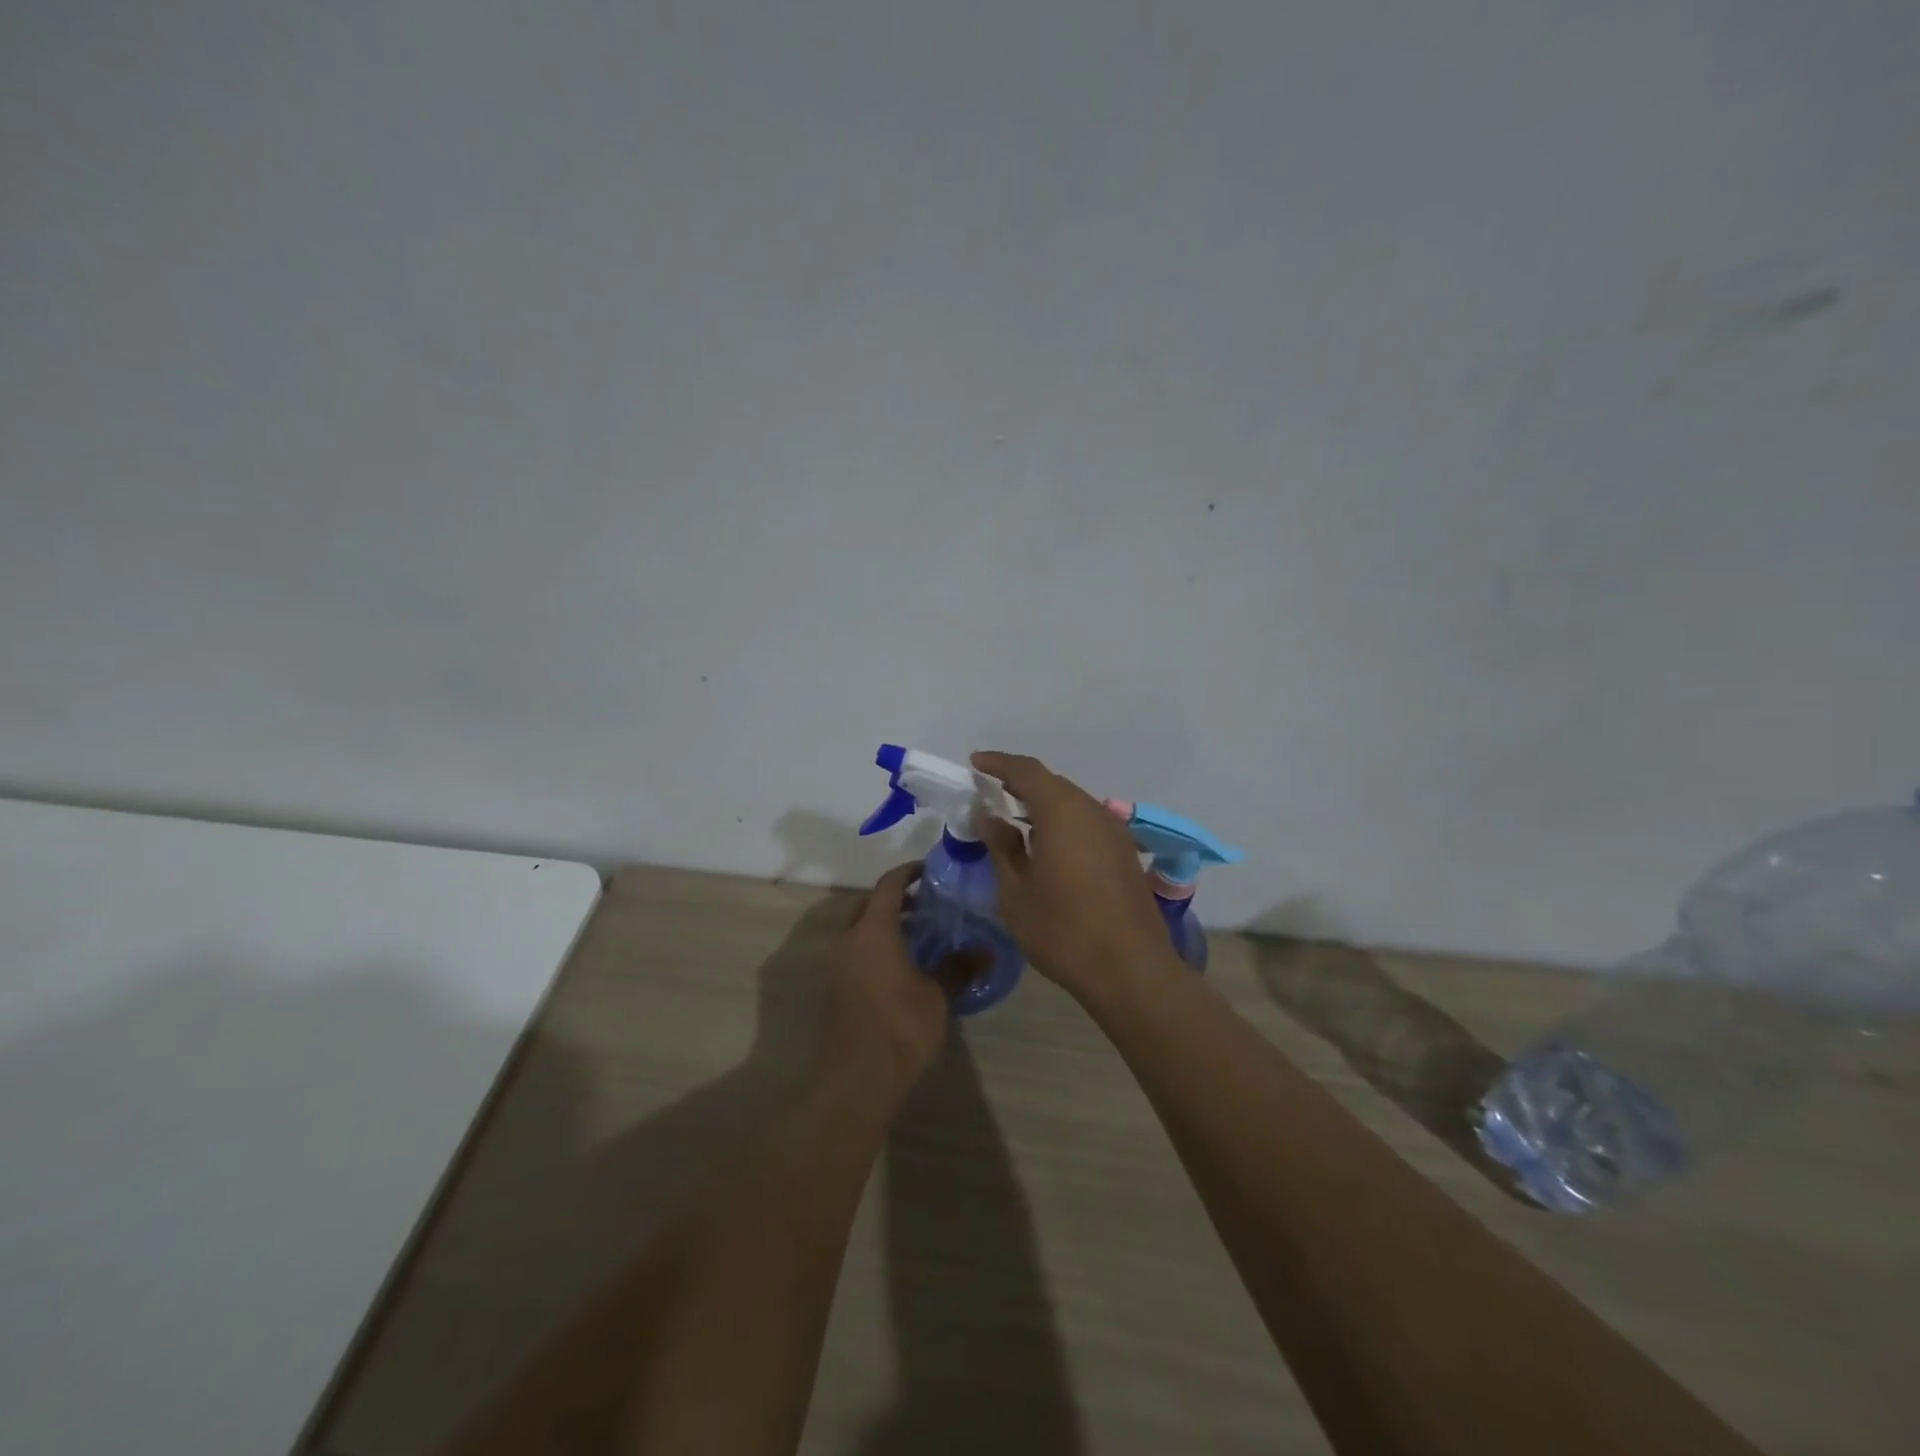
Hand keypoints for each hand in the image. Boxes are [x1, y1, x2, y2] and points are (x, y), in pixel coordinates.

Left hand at [819, 863, 955, 1104]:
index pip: (888, 885)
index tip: (928, 870)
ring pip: (859, 928)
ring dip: (884, 923)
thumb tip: (985, 951)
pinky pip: (854, 950)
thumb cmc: (900, 1027)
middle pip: (869, 903)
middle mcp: (848, 938)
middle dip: (895, 898)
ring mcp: (835, 963)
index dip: (908, 872)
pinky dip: (874, 945)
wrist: (857, 1079)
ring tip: (917, 934)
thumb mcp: (938, 995)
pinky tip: (899, 964)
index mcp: (873, 930)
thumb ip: (959, 967)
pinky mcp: (833, 986)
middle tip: (926, 903)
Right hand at [972, 750, 1177, 996]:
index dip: (999, 763)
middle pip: (1052, 784)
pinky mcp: (1125, 852)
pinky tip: (1047, 845)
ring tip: (1014, 818)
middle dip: (1020, 783)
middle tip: (990, 792)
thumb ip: (1001, 846)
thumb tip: (988, 816)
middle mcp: (1092, 811)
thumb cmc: (1063, 930)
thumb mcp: (1016, 891)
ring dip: (1042, 804)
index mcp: (1063, 811)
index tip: (975, 764)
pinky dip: (1062, 822)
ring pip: (1072, 803)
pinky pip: (1087, 822)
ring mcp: (1114, 831)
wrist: (1130, 970)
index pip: (1026, 771)